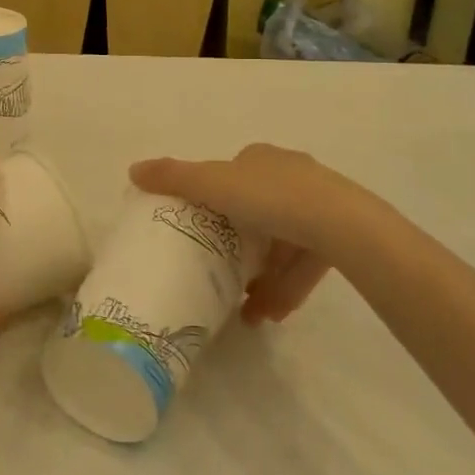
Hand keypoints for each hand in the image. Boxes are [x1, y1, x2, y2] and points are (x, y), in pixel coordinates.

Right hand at [129, 144, 401, 323]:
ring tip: (245, 310)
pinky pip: (304, 266)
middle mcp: (292, 176)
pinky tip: (270, 315)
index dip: (216, 199)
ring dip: (263, 278)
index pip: (234, 175)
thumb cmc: (271, 197)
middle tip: (221, 274)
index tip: (204, 229)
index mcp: (261, 158)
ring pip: (283, 244)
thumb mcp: (213, 184)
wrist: (342, 226)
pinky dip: (285, 288)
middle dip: (240, 247)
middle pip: (258, 212)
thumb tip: (132, 169)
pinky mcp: (341, 239)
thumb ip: (174, 178)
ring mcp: (321, 208)